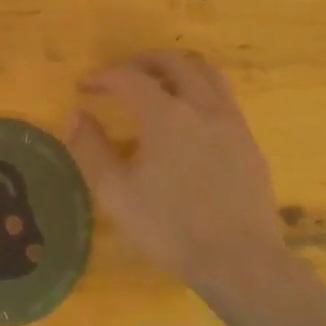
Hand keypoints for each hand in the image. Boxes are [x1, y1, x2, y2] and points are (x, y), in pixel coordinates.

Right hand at [67, 51, 284, 294]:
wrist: (241, 263)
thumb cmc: (170, 228)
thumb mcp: (115, 192)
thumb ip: (91, 148)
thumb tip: (75, 115)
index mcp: (166, 114)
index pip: (129, 78)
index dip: (104, 77)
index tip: (85, 87)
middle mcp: (201, 107)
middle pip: (173, 62)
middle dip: (142, 62)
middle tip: (121, 77)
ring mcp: (231, 123)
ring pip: (206, 73)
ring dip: (177, 70)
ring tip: (158, 87)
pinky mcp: (249, 143)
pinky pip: (223, 99)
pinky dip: (200, 93)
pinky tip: (189, 121)